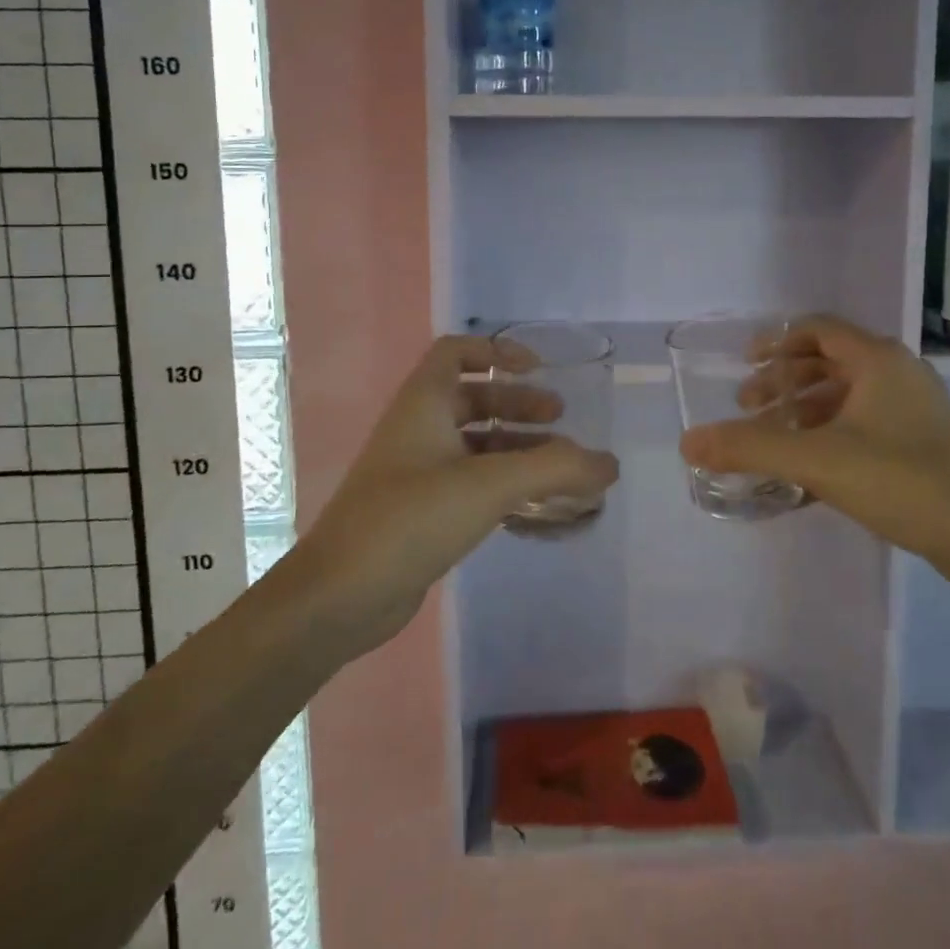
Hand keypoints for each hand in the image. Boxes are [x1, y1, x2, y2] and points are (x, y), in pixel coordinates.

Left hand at [294, 335, 618, 652]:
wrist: (340, 596)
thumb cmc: (410, 519)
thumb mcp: (488, 485)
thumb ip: (554, 470)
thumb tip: (609, 464)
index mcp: (423, 404)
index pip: (455, 353)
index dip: (496, 352)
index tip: (537, 370)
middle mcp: (417, 430)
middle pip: (472, 399)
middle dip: (518, 404)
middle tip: (561, 420)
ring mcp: (416, 473)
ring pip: (473, 444)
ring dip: (515, 446)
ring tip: (559, 466)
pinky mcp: (419, 512)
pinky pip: (468, 481)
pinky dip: (502, 483)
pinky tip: (532, 505)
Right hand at [678, 315, 949, 591]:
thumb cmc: (902, 481)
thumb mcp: (817, 461)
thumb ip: (750, 448)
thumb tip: (688, 442)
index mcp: (877, 359)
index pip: (816, 329)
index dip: (775, 342)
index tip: (744, 365)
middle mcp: (898, 372)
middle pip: (828, 360)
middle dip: (784, 381)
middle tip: (749, 407)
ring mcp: (914, 407)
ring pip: (846, 393)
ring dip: (805, 409)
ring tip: (774, 438)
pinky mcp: (922, 440)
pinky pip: (863, 421)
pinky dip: (829, 432)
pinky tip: (809, 467)